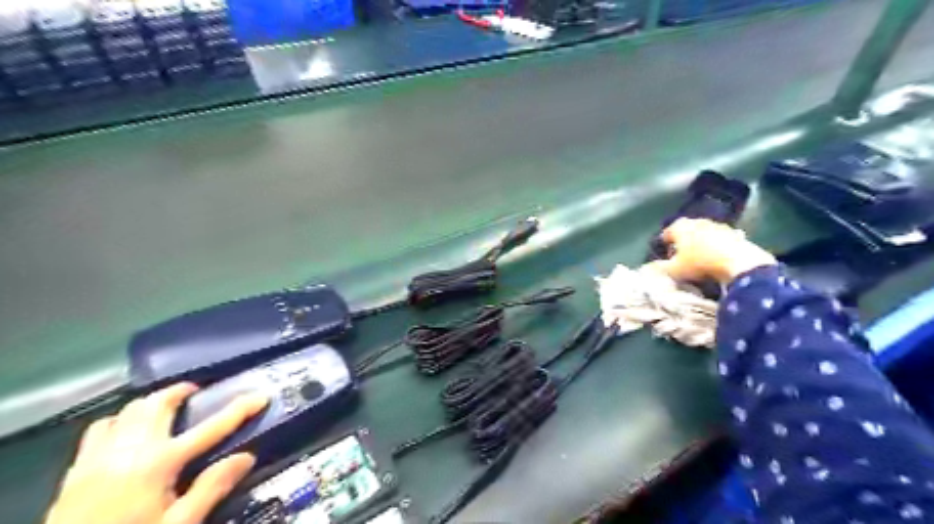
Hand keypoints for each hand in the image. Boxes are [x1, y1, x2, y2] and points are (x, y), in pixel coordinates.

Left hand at [44, 383, 268, 523]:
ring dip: (152, 402)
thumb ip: (211, 489)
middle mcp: (130, 449)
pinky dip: (120, 420)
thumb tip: (247, 456)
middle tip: (197, 394)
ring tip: (167, 408)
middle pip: (159, 404)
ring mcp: (99, 456)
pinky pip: (100, 428)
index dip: (240, 409)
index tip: (261, 395)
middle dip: (182, 392)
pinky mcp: (77, 468)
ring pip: (128, 410)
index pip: (212, 427)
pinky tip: (127, 431)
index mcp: (160, 463)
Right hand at [652, 217, 778, 282]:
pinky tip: (717, 260)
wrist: (738, 262)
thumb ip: (659, 269)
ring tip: (699, 261)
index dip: (663, 246)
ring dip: (699, 244)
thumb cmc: (700, 263)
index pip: (666, 233)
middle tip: (680, 259)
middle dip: (682, 243)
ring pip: (702, 235)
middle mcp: (697, 221)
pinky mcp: (734, 233)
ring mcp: (717, 225)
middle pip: (685, 232)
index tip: (664, 258)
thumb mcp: (674, 270)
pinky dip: (716, 248)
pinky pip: (719, 240)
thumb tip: (645, 270)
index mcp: (679, 227)